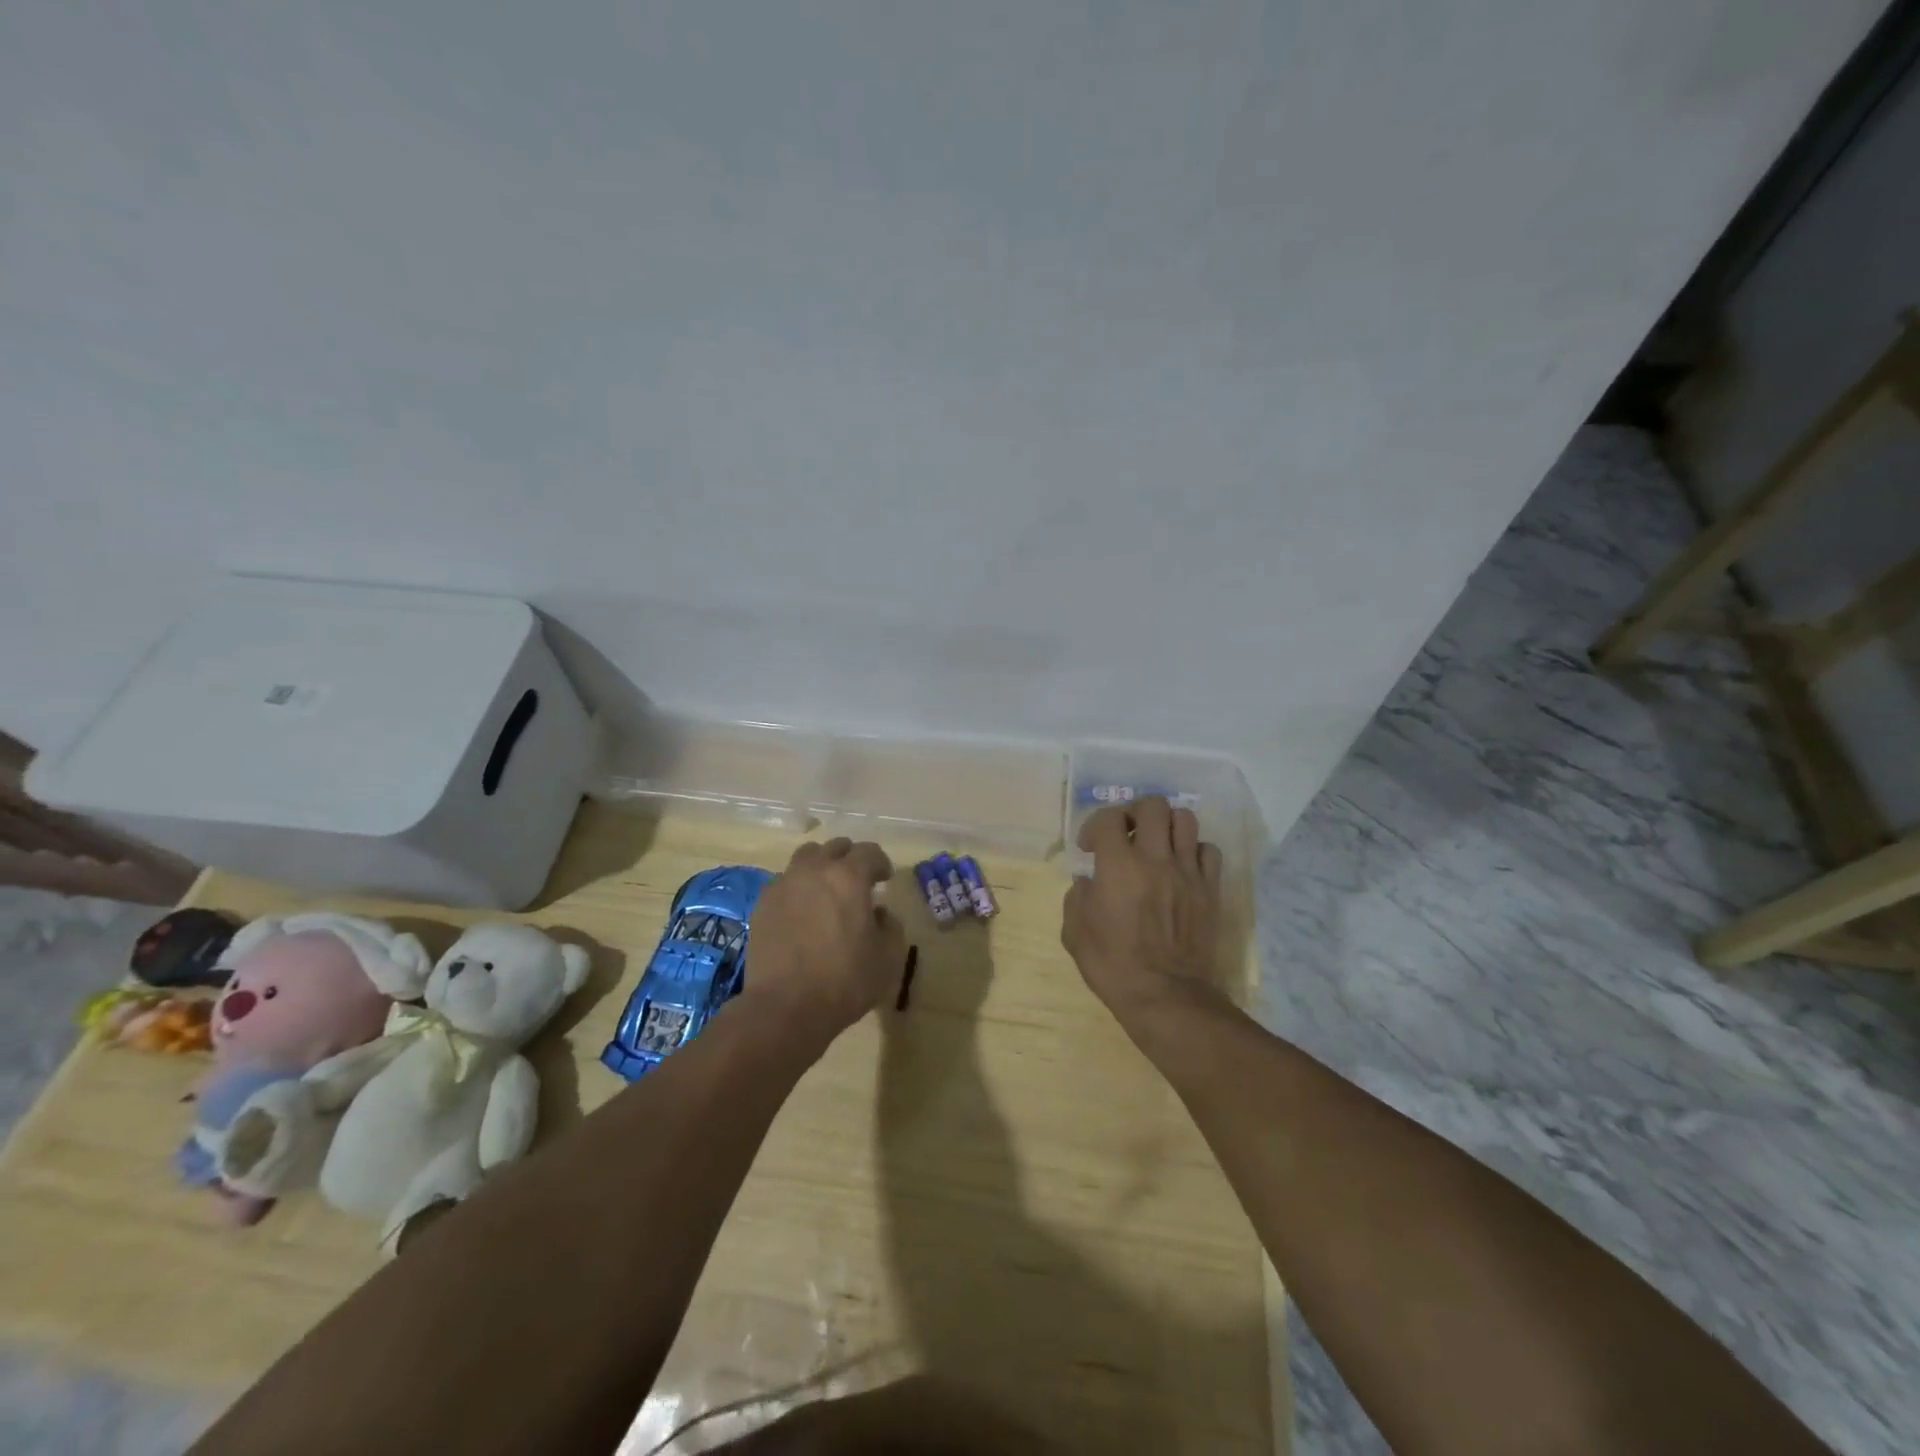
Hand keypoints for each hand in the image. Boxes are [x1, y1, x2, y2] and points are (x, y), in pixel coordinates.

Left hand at [747, 837, 906, 1044]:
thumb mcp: (888, 957)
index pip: (869, 852)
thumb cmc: (844, 980)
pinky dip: (797, 888)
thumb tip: (878, 913)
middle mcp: (814, 870)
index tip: (885, 880)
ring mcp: (784, 884)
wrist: (785, 1007)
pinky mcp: (762, 904)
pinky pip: (784, 882)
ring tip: (825, 891)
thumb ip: (890, 925)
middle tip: (856, 882)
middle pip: (835, 847)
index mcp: (849, 877)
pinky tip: (801, 912)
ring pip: (805, 858)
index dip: (881, 863)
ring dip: (820, 867)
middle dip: (849, 859)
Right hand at [1062, 797, 1224, 1032]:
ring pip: (1185, 819)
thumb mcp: (1075, 933)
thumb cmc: (1113, 966)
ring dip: (1166, 826)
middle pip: (1152, 805)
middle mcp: (1155, 858)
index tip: (1089, 847)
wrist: (1165, 996)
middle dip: (1134, 813)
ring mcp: (1187, 872)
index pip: (1108, 818)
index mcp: (1118, 865)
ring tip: (1156, 845)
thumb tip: (1088, 882)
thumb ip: (1077, 898)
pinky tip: (1181, 867)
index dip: (1094, 826)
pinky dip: (1193, 850)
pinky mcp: (1210, 889)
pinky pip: (1208, 850)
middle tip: (1126, 834)